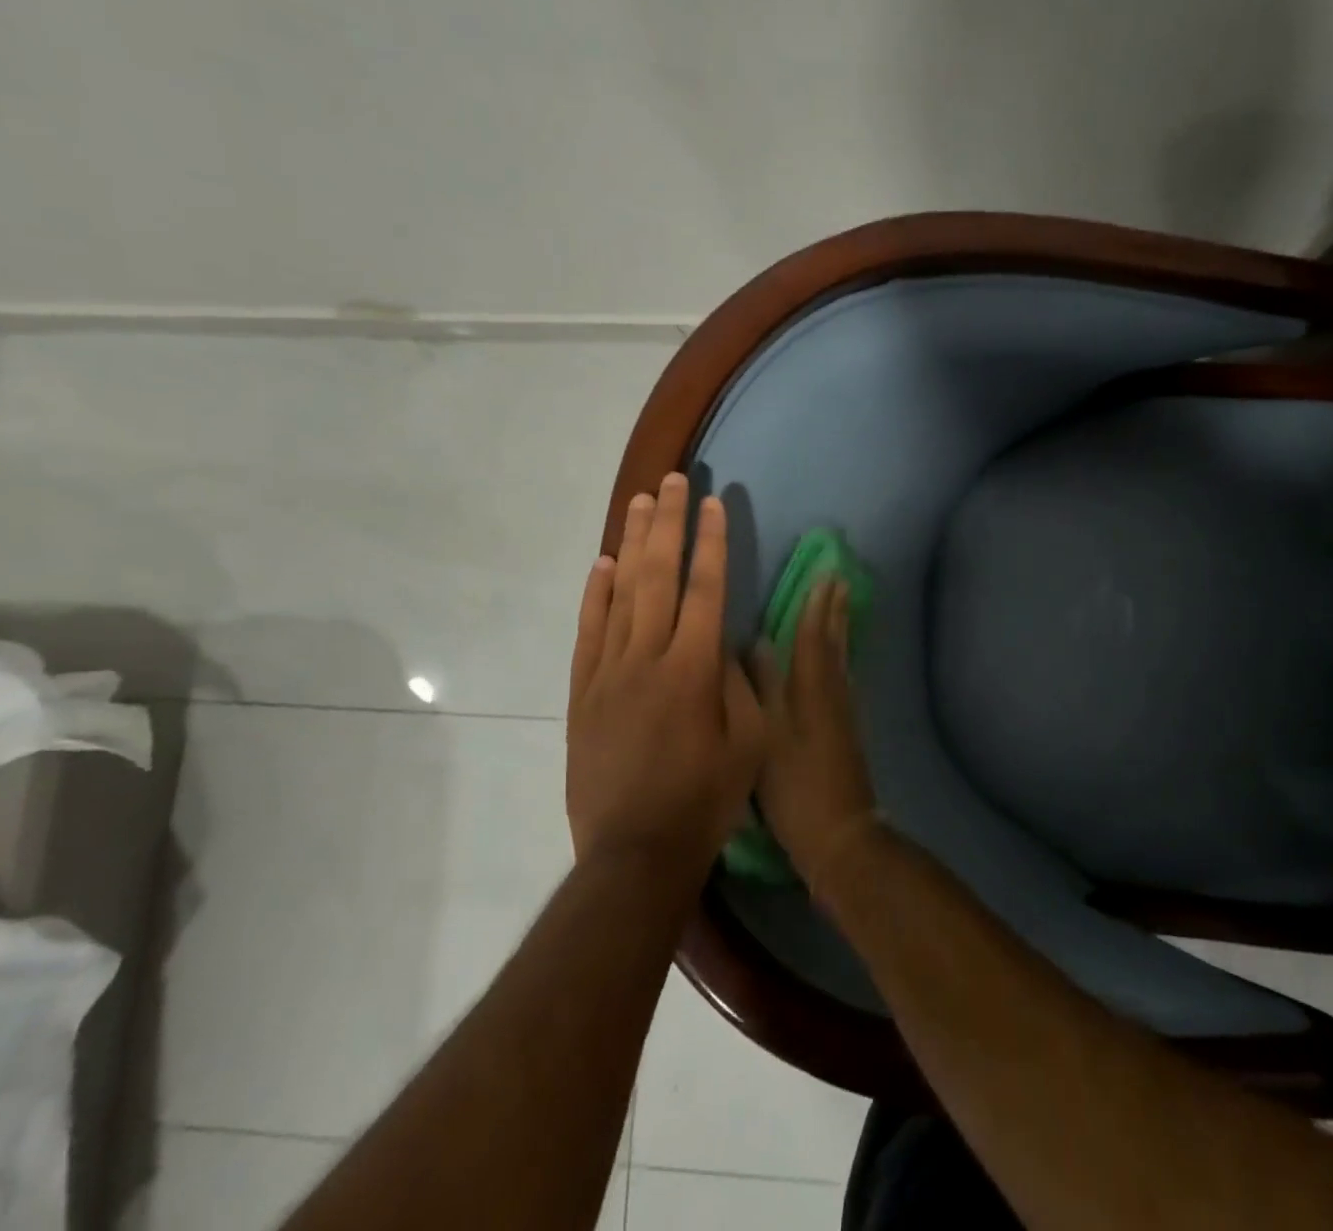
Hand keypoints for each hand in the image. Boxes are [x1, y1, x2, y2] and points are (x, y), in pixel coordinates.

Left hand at [567, 474, 764, 872]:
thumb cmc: (705, 799)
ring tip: (639, 503)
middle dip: (668, 524)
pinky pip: (589, 631)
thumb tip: (727, 644)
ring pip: (622, 593)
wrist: (635, 852)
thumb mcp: (748, 743)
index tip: (713, 503)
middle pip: (659, 575)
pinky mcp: (583, 692)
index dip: (712, 542)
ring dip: (633, 544)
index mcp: (695, 668)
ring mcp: (610, 672)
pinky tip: (602, 565)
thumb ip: (740, 684)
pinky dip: (595, 594)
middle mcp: (649, 657)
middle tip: (672, 481)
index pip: (706, 588)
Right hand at [754, 577, 879, 892]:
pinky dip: (841, 656)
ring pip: (842, 657)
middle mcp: (833, 693)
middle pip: (834, 641)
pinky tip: (838, 659)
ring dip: (840, 627)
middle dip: (834, 608)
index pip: (813, 636)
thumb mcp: (768, 737)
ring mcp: (844, 712)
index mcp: (812, 690)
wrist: (840, 835)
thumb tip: (757, 643)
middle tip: (839, 577)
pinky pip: (844, 676)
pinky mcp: (847, 729)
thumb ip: (763, 688)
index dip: (816, 604)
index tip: (823, 573)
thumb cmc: (797, 788)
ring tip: (841, 604)